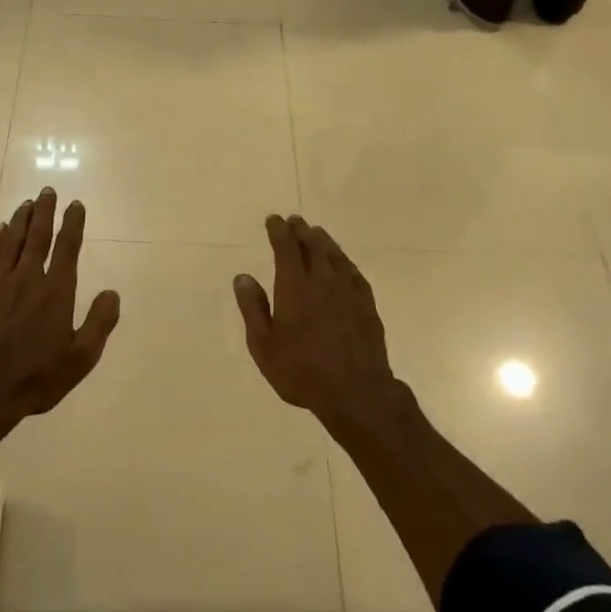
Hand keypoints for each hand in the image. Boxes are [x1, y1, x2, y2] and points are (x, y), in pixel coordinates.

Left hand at [0, 188, 119, 432]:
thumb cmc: (35, 378)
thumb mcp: (80, 359)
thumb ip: (99, 323)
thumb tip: (112, 292)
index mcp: (56, 292)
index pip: (68, 248)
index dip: (73, 223)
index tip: (76, 204)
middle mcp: (28, 279)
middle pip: (38, 236)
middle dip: (45, 211)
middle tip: (47, 190)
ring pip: (11, 241)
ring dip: (21, 220)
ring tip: (27, 203)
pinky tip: (0, 230)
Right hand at [233, 215, 399, 424]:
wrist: (355, 391)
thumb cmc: (301, 370)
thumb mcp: (264, 345)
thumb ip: (253, 308)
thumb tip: (243, 277)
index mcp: (294, 286)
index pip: (286, 247)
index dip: (278, 230)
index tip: (274, 220)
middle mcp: (323, 280)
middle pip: (312, 245)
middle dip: (301, 230)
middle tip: (294, 220)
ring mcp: (348, 290)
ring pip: (335, 255)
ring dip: (323, 241)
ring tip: (316, 233)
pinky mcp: (367, 304)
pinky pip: (354, 273)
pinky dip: (344, 262)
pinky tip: (343, 264)